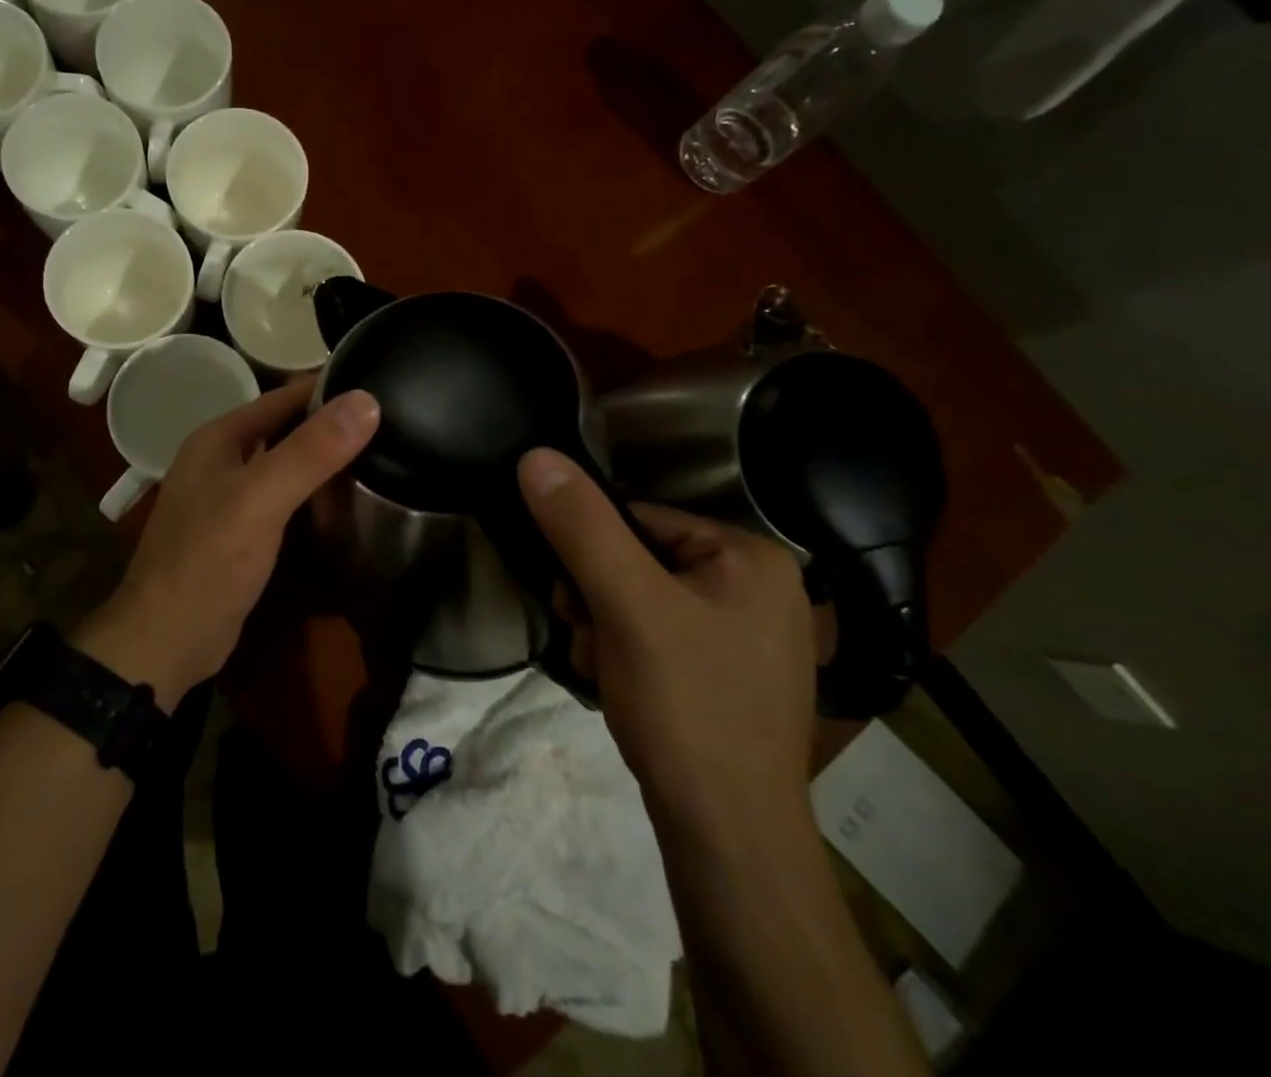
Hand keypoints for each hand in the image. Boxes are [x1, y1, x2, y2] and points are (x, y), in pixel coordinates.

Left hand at [75, 380, 379, 706]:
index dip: (329, 389)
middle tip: (390, 422)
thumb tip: (367, 400)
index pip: (283, 396)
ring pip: (284, 463)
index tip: (381, 384)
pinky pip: (282, 497)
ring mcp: (227, 497)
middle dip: (329, 424)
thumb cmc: (208, 561)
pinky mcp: (239, 531)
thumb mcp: (261, 499)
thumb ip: (310, 451)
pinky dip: (310, 493)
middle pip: (284, 428)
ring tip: (380, 453)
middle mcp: (221, 459)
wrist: (166, 642)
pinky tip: (343, 500)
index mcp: (219, 437)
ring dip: (322, 459)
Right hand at [518, 449, 815, 835]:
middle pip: (640, 561)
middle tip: (589, 636)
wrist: (727, 838)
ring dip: (605, 628)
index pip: (642, 519)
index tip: (570, 595)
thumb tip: (535, 456)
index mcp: (752, 557)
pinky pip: (659, 637)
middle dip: (598, 598)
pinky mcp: (728, 677)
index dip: (593, 552)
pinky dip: (628, 655)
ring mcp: (747, 637)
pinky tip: (622, 687)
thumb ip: (580, 527)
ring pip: (642, 601)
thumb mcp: (625, 604)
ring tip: (604, 669)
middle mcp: (760, 589)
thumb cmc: (686, 705)